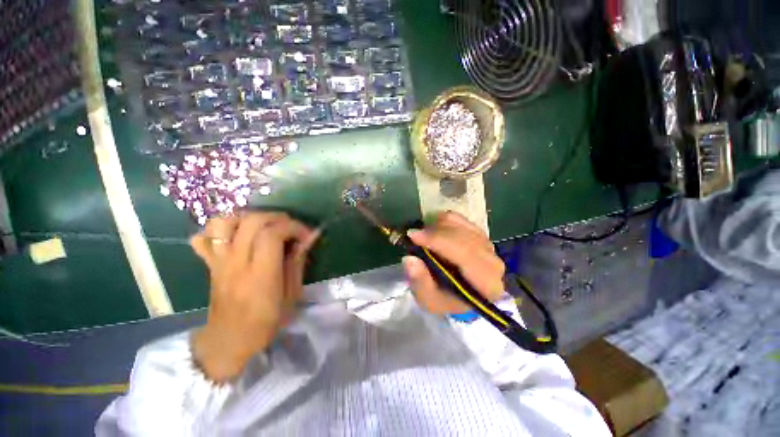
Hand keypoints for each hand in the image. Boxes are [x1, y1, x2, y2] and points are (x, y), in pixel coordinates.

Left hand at [189, 212, 318, 381]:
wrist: (229, 341)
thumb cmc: (266, 321)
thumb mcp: (292, 295)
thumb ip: (297, 263)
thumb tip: (306, 240)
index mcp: (260, 275)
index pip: (272, 235)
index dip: (293, 228)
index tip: (306, 236)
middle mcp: (236, 263)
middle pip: (251, 222)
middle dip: (276, 218)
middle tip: (289, 227)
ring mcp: (219, 262)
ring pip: (224, 223)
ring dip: (248, 218)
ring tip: (264, 227)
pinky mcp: (210, 264)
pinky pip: (205, 237)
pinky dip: (220, 229)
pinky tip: (236, 234)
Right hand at [403, 212, 504, 314]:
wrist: (459, 293)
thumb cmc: (445, 299)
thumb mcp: (429, 300)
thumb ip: (420, 282)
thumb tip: (410, 259)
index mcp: (486, 284)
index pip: (465, 254)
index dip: (437, 241)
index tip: (413, 236)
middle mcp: (493, 262)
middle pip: (463, 236)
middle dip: (434, 232)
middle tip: (413, 235)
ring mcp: (488, 245)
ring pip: (460, 225)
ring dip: (437, 227)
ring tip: (424, 237)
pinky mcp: (480, 234)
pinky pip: (459, 219)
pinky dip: (443, 221)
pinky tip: (434, 230)